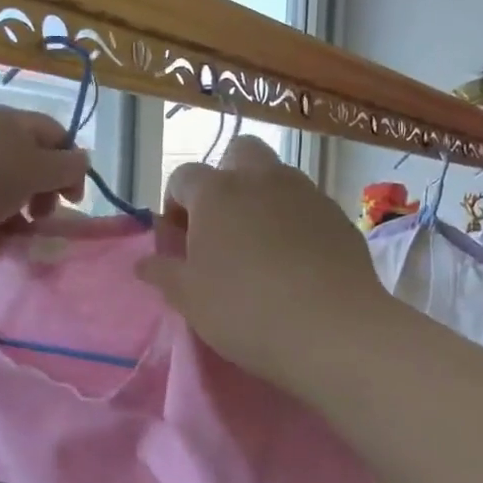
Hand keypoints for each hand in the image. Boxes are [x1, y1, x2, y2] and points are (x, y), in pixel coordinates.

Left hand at [0, 105, 88, 260]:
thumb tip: (82, 160)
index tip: (72, 202)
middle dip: (35, 201)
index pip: (54, 135)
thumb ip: (65, 168)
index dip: (70, 167)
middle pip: (23, 169)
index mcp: (8, 122)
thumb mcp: (33, 171)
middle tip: (36, 223)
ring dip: (4, 225)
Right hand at [136, 136, 387, 391]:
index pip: (183, 176)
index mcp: (217, 192)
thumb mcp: (189, 298)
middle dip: (225, 177)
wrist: (333, 330)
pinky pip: (307, 205)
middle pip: (239, 152)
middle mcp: (262, 179)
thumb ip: (163, 273)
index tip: (179, 239)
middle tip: (222, 224)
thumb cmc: (245, 310)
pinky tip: (296, 261)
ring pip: (277, 176)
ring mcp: (306, 193)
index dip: (175, 203)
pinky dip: (295, 220)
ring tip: (260, 246)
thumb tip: (143, 262)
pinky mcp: (338, 216)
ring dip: (262, 198)